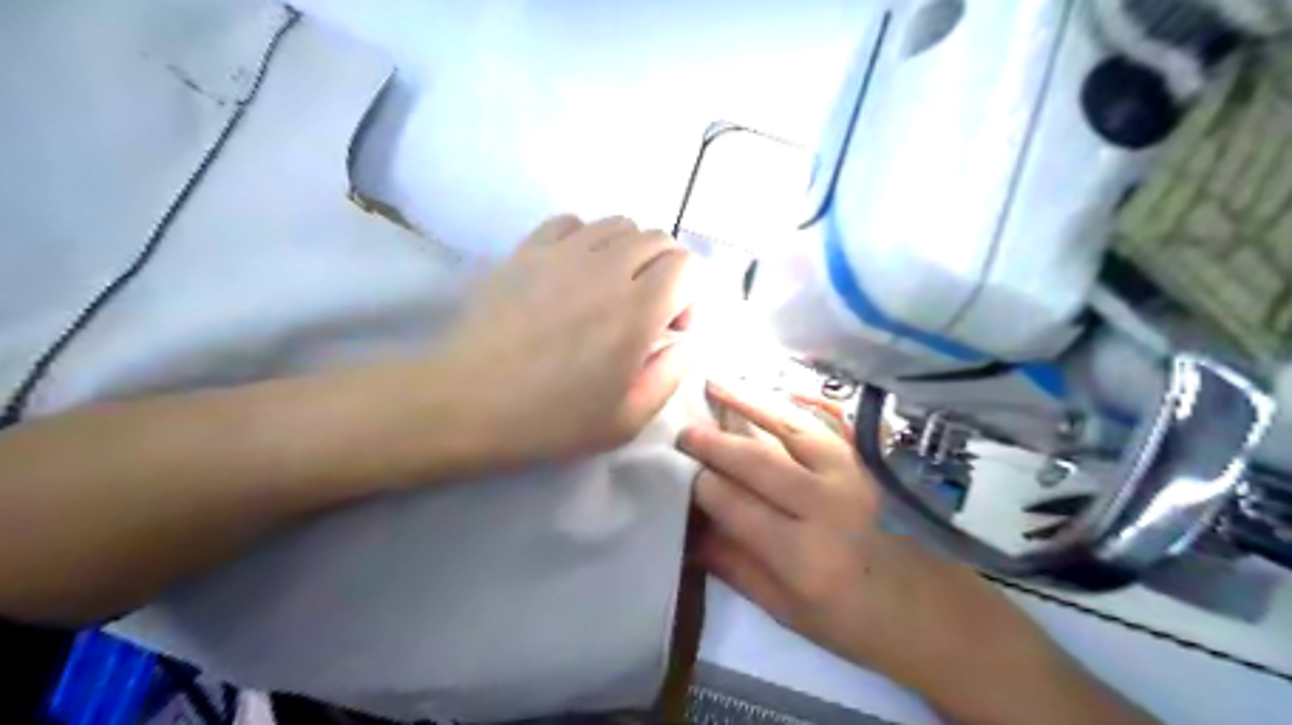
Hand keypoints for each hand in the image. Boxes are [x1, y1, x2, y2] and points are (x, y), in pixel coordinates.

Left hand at [435, 212, 695, 463]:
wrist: (468, 402)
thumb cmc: (550, 419)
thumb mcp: (627, 419)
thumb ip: (671, 374)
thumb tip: (689, 341)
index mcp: (636, 312)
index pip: (687, 266)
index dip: (691, 295)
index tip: (671, 329)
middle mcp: (606, 269)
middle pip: (658, 239)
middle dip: (667, 271)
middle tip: (647, 310)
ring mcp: (563, 253)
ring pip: (619, 224)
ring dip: (630, 253)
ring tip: (612, 289)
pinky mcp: (527, 249)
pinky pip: (573, 222)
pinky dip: (587, 239)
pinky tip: (575, 272)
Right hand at [677, 381, 1035, 686]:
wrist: (938, 615)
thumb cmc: (857, 624)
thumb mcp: (786, 611)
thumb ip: (735, 566)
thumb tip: (690, 530)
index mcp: (803, 557)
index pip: (735, 505)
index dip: (701, 485)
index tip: (679, 472)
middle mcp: (828, 507)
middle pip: (758, 461)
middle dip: (714, 441)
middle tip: (683, 430)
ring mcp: (856, 476)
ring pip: (792, 427)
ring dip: (750, 402)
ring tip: (716, 383)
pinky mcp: (872, 461)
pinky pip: (829, 422)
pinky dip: (798, 401)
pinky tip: (775, 387)